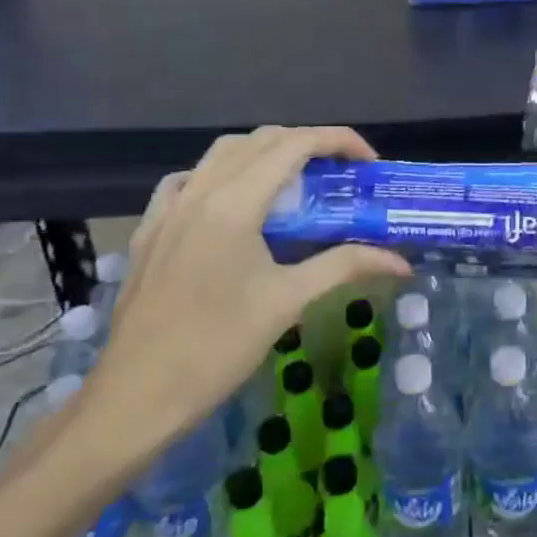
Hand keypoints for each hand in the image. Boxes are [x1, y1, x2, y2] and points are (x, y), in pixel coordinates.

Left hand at [82, 126, 410, 461]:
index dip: (339, 141)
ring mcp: (169, 207)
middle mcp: (200, 190)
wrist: (136, 396)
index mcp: (234, 202)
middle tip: (341, 174)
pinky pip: (189, 179)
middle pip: (262, 140)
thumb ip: (346, 266)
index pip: (295, 144)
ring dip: (266, 153)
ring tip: (296, 183)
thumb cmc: (217, 348)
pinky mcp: (151, 229)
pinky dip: (222, 175)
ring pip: (223, 153)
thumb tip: (401, 261)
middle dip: (308, 144)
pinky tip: (232, 203)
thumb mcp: (288, 302)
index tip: (370, 163)